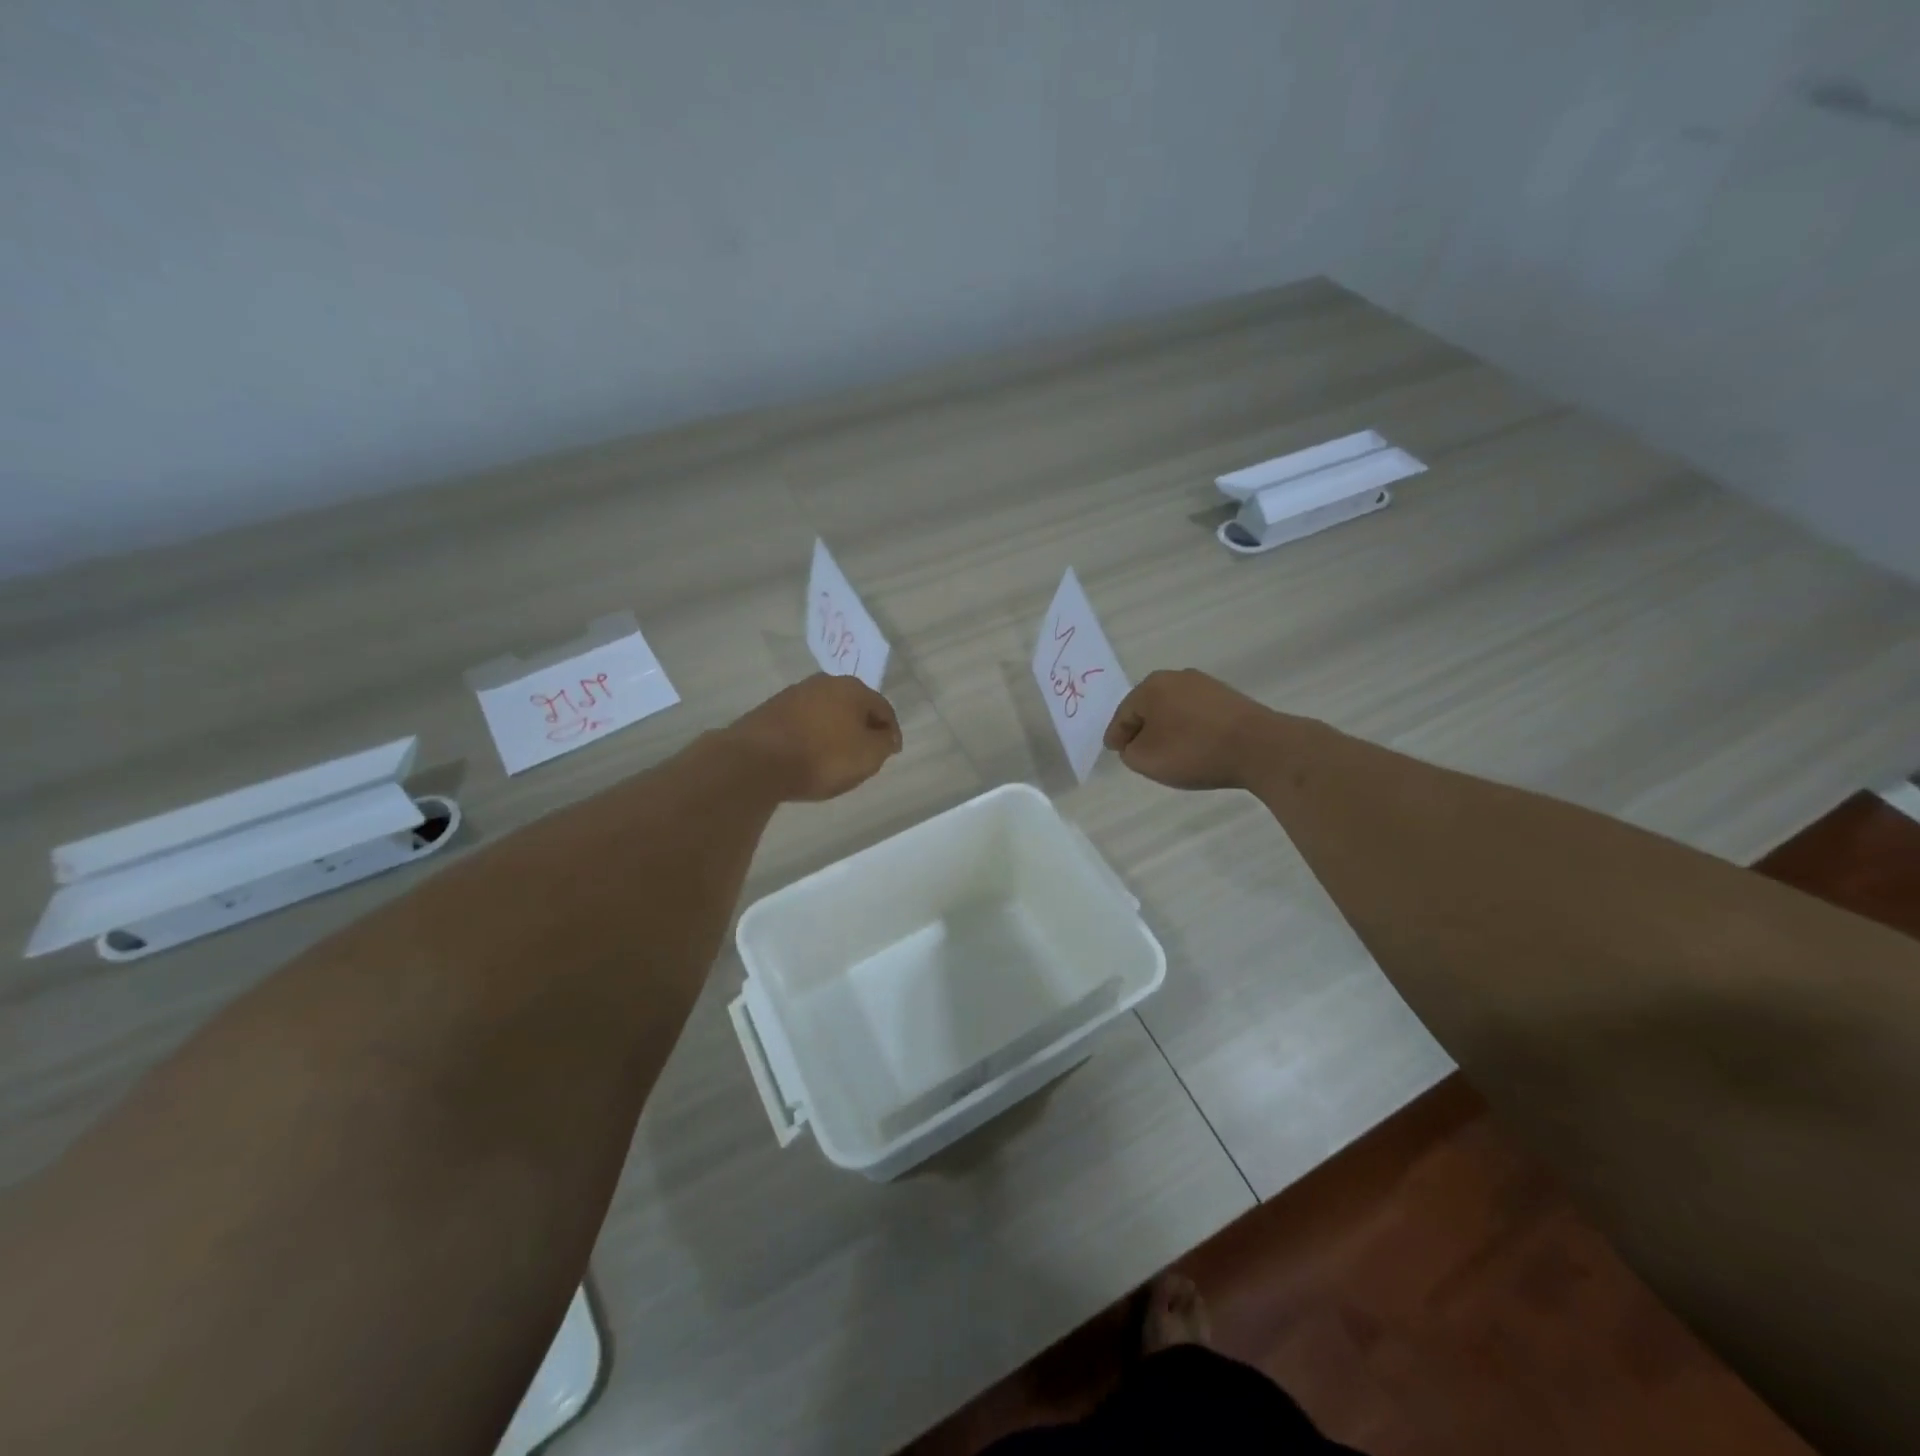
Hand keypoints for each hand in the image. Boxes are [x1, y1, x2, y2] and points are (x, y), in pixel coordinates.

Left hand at [722, 674, 902, 800]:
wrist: (757, 761)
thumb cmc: (822, 757)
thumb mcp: (868, 755)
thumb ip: (884, 743)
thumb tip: (886, 735)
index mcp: (852, 688)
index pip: (883, 709)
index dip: (891, 732)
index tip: (891, 753)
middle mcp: (824, 682)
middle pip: (853, 707)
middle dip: (862, 728)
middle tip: (866, 753)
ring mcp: (794, 694)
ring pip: (827, 713)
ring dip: (835, 731)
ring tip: (836, 758)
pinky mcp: (771, 710)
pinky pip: (803, 723)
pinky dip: (812, 736)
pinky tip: (809, 755)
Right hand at [1103, 669, 1277, 789]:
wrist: (1260, 747)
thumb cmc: (1194, 751)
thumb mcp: (1146, 760)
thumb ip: (1129, 752)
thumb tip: (1136, 744)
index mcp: (1151, 687)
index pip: (1123, 715)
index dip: (1116, 736)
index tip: (1115, 751)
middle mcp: (1176, 677)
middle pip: (1148, 708)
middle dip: (1142, 729)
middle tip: (1139, 752)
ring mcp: (1205, 685)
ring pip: (1173, 710)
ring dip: (1167, 728)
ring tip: (1169, 752)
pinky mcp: (1229, 697)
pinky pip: (1197, 715)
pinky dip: (1190, 729)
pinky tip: (1194, 746)